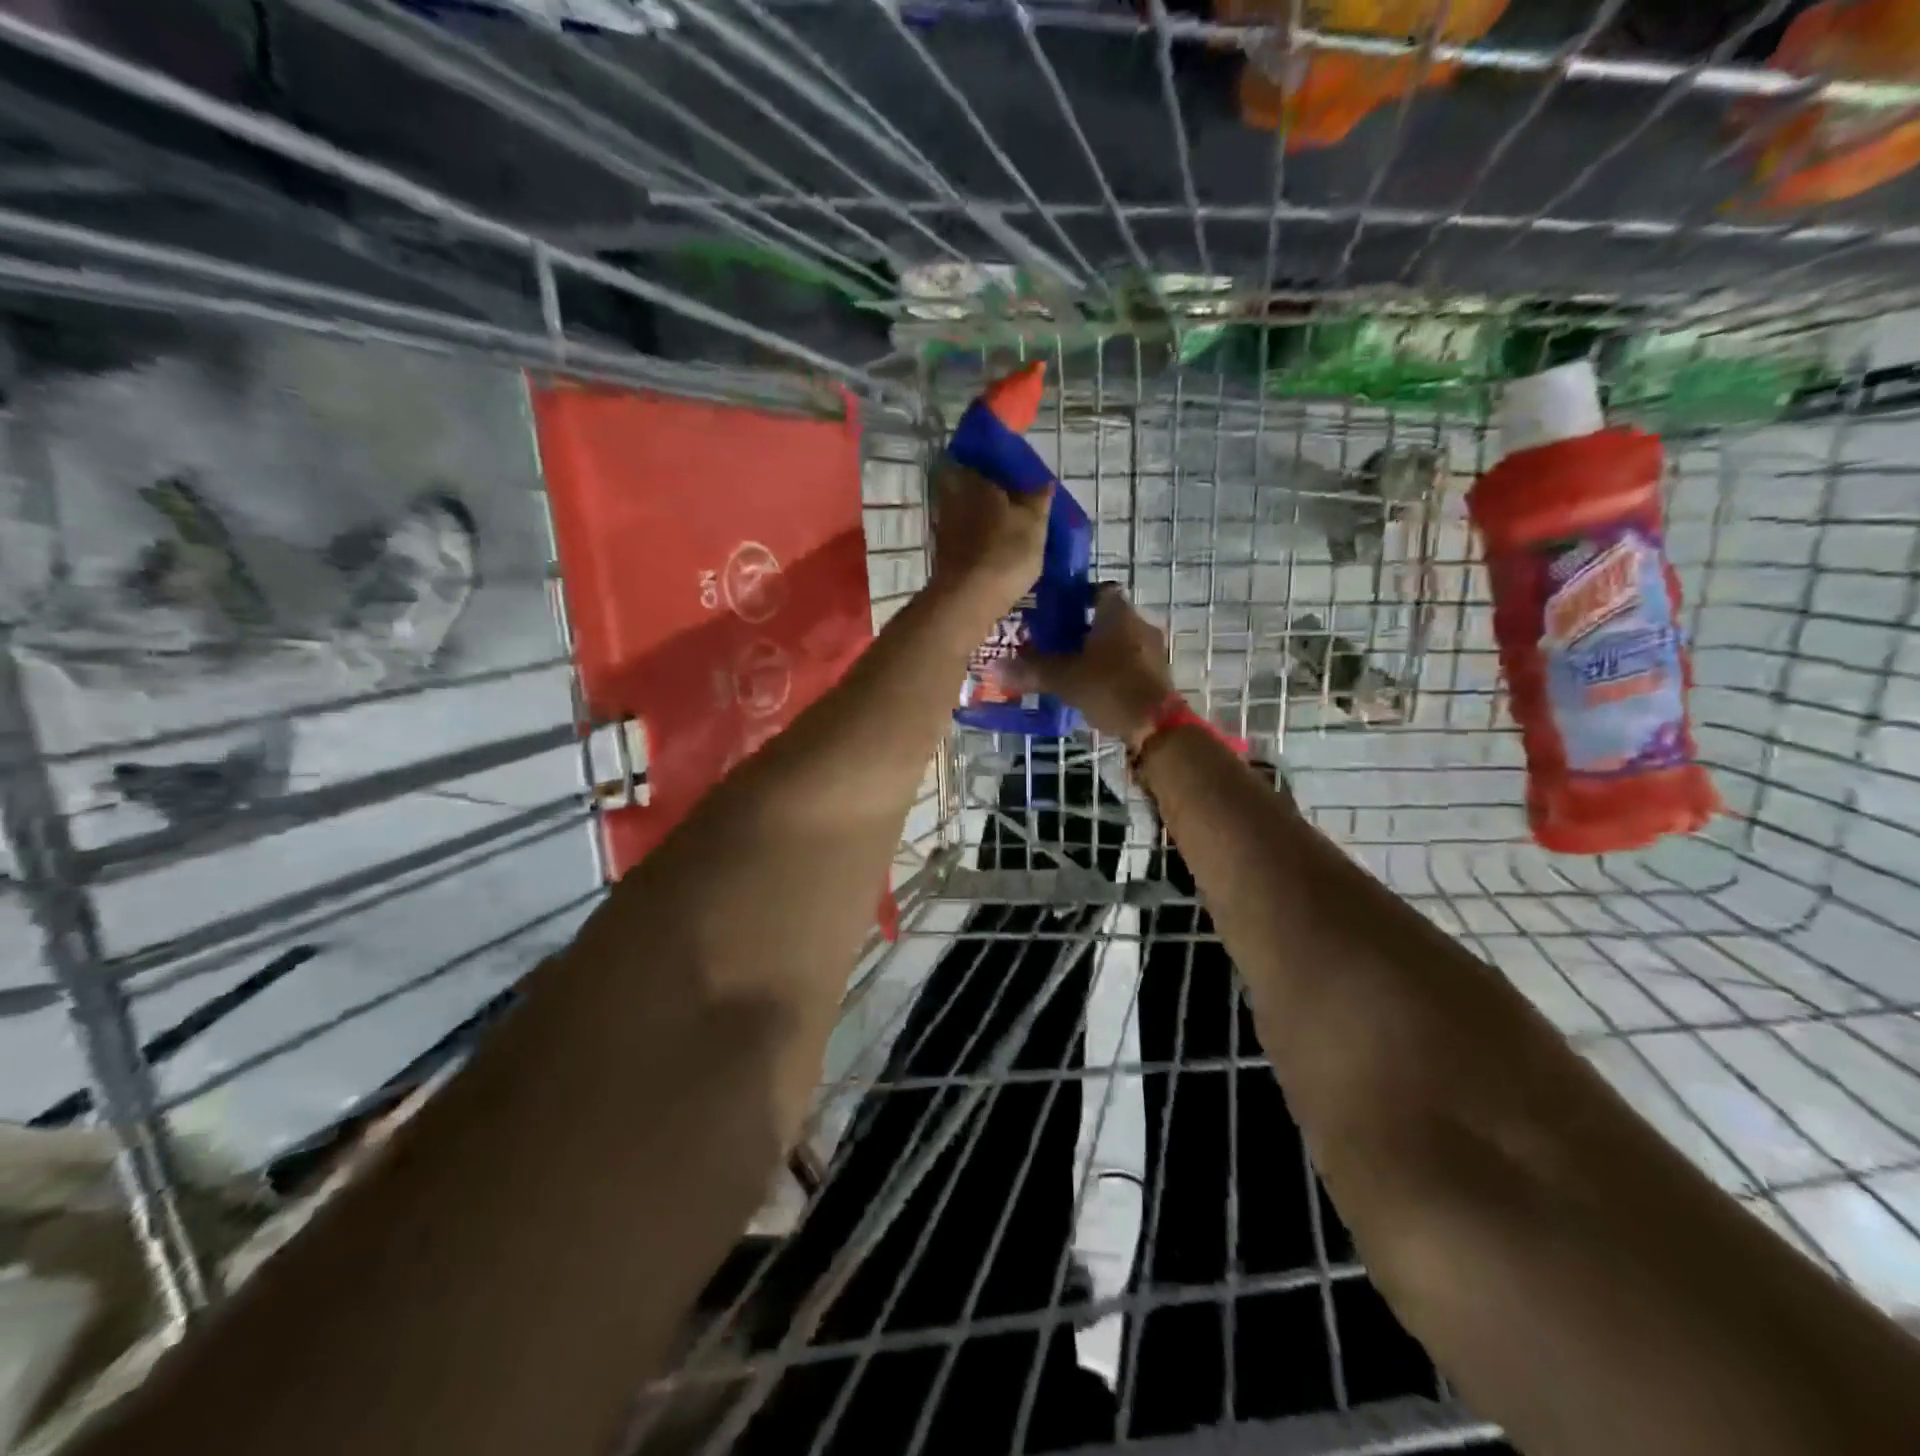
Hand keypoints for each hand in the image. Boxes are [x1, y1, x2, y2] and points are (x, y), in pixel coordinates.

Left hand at [929, 462, 1050, 614]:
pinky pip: (962, 534)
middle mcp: (953, 496)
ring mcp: (944, 526)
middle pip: (968, 484)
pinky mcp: (942, 552)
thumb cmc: (1005, 553)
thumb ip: (1038, 499)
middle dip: (986, 489)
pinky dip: (975, 536)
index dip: (995, 463)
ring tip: (1006, 524)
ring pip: (964, 510)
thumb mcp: (1034, 524)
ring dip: (981, 514)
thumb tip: (1043, 481)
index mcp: (975, 480)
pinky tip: (992, 546)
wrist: (968, 599)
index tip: (1011, 472)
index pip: (980, 458)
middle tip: (1011, 499)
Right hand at [998, 585, 1173, 748]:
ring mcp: (1154, 651)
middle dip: (1085, 629)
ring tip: (1073, 669)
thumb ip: (1031, 671)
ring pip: (1122, 642)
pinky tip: (1095, 689)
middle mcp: (1140, 624)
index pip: (1100, 590)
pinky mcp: (1159, 676)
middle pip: (1110, 618)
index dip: (1079, 598)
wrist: (1156, 726)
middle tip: (1057, 644)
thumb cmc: (1109, 687)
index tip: (1059, 612)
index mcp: (1118, 613)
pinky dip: (1114, 672)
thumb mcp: (1064, 678)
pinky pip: (1131, 665)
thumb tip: (994, 668)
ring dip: (1101, 652)